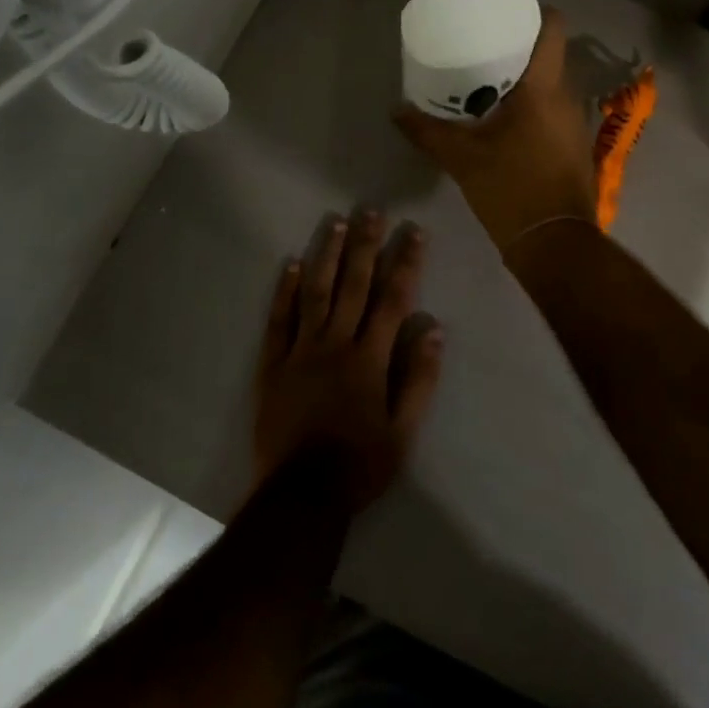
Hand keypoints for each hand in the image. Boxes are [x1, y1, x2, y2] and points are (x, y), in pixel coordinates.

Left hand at [253, 211, 444, 511]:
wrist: (301, 497)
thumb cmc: (359, 465)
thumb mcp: (403, 432)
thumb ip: (419, 379)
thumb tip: (435, 329)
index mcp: (370, 358)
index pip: (393, 299)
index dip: (406, 262)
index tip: (414, 231)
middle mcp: (336, 344)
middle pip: (354, 285)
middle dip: (365, 245)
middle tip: (371, 210)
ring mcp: (301, 351)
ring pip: (316, 293)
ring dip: (327, 255)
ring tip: (335, 222)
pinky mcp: (273, 365)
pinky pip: (279, 320)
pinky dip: (285, 291)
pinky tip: (291, 264)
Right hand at [393, 8, 597, 253]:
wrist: (555, 243)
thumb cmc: (511, 189)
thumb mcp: (462, 159)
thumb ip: (427, 131)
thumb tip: (396, 111)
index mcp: (544, 88)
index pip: (554, 28)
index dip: (534, 12)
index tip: (505, 14)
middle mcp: (567, 97)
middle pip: (550, 54)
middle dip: (520, 46)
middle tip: (483, 46)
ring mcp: (575, 122)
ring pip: (552, 83)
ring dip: (526, 78)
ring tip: (489, 80)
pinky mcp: (574, 144)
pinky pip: (554, 108)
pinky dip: (533, 103)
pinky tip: (506, 118)